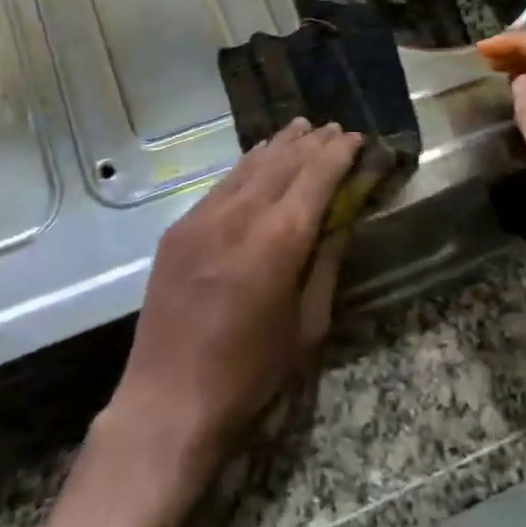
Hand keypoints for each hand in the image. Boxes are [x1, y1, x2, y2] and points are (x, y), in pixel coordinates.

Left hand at [105, 118, 362, 480]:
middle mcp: (240, 215)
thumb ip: (325, 263)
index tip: (356, 138)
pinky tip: (256, 161)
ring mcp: (203, 217)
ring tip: (299, 129)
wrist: (169, 398)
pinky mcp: (179, 228)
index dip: (338, 153)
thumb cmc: (251, 373)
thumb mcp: (307, 325)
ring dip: (278, 146)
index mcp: (279, 239)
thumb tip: (341, 219)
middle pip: (282, 162)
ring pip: (248, 167)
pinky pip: (221, 186)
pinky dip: (246, 167)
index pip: (316, 177)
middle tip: (333, 128)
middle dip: (311, 143)